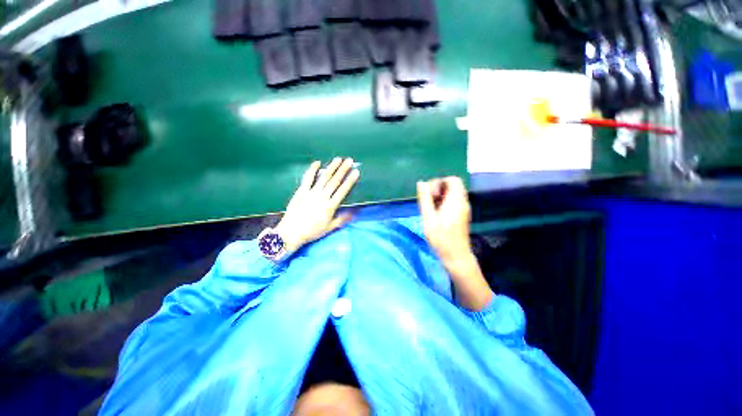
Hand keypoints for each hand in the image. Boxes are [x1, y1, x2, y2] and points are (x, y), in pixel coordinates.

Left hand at [276, 158, 359, 252]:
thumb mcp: (330, 227)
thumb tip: (354, 212)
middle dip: (343, 170)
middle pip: (334, 181)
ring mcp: (311, 192)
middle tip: (349, 160)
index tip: (356, 172)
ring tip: (338, 159)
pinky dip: (312, 170)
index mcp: (330, 206)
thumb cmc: (312, 231)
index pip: (343, 191)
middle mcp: (322, 197)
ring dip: (331, 168)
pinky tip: (317, 162)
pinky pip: (307, 178)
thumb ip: (342, 219)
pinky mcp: (301, 191)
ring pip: (323, 178)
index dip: (350, 181)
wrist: (292, 232)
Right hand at [417, 177, 492, 310]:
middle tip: (429, 201)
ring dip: (440, 195)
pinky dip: (444, 201)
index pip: (452, 180)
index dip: (439, 182)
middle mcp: (463, 202)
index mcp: (456, 201)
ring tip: (431, 207)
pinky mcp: (462, 214)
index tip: (430, 194)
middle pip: (453, 185)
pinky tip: (436, 213)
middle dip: (438, 188)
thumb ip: (425, 200)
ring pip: (453, 193)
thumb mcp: (429, 219)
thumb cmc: (441, 239)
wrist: (456, 256)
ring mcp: (463, 208)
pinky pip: (453, 200)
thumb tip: (421, 183)